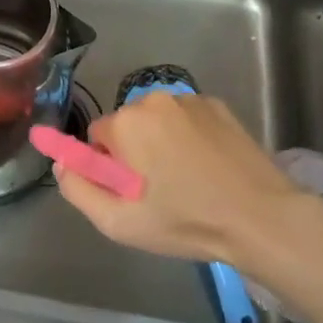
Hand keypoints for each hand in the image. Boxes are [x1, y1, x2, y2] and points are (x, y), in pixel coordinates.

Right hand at [54, 93, 308, 264]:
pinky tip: (208, 165)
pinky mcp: (218, 105)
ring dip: (161, 142)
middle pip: (127, 125)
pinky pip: (186, 118)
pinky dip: (189, 136)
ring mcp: (189, 99)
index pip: (96, 136)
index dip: (108, 166)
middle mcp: (153, 100)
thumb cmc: (186, 222)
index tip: (130, 191)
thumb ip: (78, 190)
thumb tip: (61, 163)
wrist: (261, 217)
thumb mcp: (119, 223)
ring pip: (157, 120)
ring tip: (187, 179)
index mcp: (126, 123)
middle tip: (158, 190)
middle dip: (134, 152)